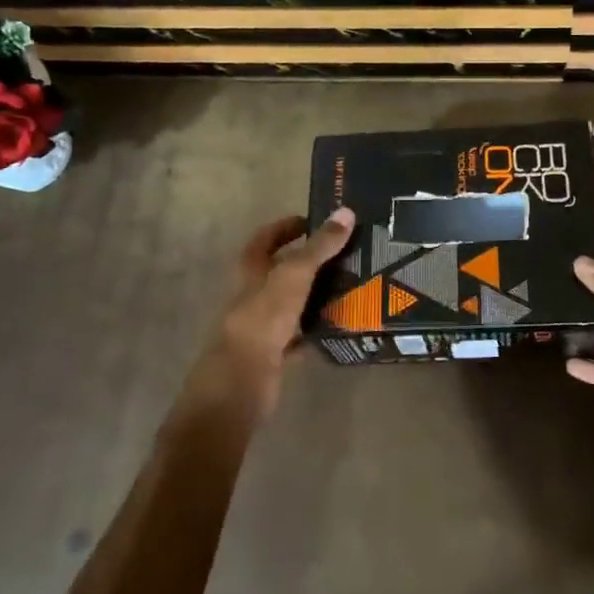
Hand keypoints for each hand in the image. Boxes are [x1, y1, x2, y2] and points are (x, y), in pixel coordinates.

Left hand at [192, 207, 355, 416]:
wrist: (242, 381)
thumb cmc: (263, 318)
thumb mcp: (294, 275)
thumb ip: (320, 246)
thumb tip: (346, 212)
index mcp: (251, 271)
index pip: (266, 238)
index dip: (286, 227)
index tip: (313, 221)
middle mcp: (254, 295)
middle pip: (280, 271)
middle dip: (308, 261)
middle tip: (344, 252)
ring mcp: (262, 325)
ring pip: (292, 303)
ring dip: (314, 294)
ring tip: (351, 283)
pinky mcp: (273, 353)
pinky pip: (298, 336)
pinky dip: (315, 330)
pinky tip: (339, 325)